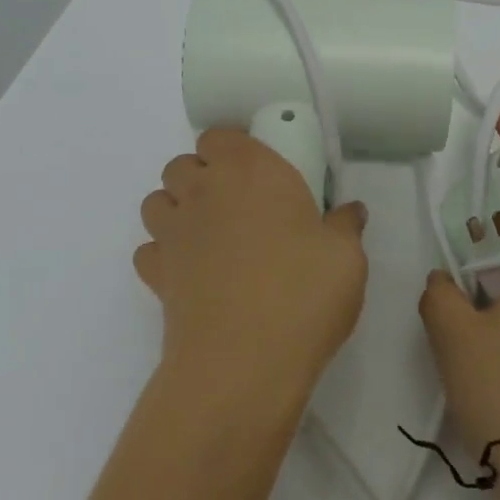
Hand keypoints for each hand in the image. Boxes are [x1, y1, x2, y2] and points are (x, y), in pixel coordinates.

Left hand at [135, 129, 369, 403]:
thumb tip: (349, 211)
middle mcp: (203, 191)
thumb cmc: (301, 294)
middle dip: (203, 177)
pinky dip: (164, 253)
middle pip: (182, 164)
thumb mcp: (346, 258)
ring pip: (156, 201)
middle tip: (239, 207)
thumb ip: (345, 225)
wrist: (242, 363)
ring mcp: (173, 232)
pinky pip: (150, 249)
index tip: (258, 173)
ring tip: (210, 236)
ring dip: (178, 209)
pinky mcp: (155, 274)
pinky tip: (192, 273)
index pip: (219, 136)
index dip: (233, 150)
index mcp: (249, 170)